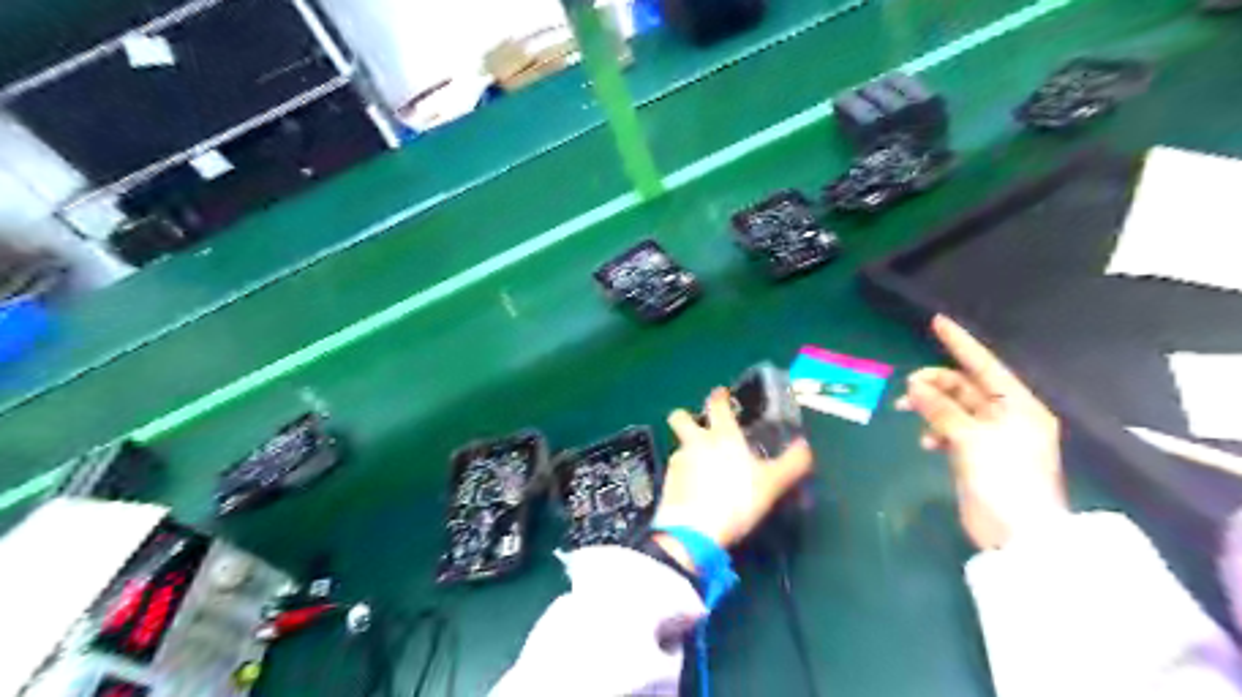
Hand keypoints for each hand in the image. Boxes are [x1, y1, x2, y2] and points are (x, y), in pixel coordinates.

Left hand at [651, 384, 816, 557]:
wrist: (694, 531)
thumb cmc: (736, 499)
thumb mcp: (772, 483)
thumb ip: (792, 463)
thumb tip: (806, 446)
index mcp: (722, 435)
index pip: (717, 404)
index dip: (719, 396)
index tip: (721, 393)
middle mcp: (695, 442)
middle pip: (680, 417)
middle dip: (686, 417)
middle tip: (699, 427)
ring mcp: (678, 461)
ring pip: (680, 445)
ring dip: (689, 450)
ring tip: (704, 469)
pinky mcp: (667, 482)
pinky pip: (677, 471)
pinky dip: (685, 476)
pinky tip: (696, 490)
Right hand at [892, 317, 1067, 548]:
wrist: (1017, 534)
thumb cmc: (1004, 479)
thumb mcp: (971, 439)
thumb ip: (941, 410)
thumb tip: (914, 387)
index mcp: (1018, 405)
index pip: (986, 364)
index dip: (961, 343)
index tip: (937, 322)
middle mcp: (1006, 415)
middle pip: (964, 386)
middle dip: (935, 382)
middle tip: (907, 388)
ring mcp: (990, 436)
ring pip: (953, 407)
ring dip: (929, 406)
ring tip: (907, 410)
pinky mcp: (975, 454)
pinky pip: (949, 429)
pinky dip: (935, 430)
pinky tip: (925, 442)